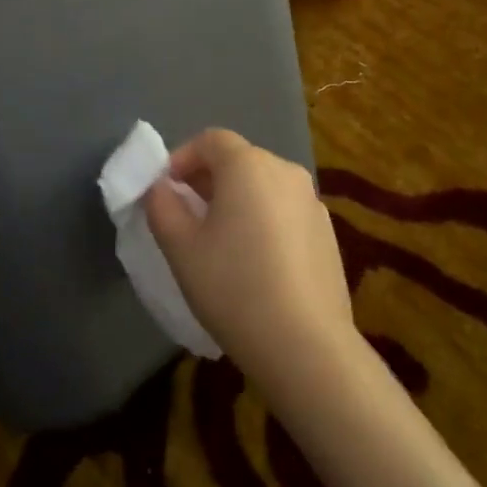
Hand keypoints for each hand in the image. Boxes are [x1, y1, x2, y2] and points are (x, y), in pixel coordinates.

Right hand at [143, 130, 354, 396]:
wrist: (306, 346)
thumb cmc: (234, 288)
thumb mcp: (181, 248)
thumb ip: (162, 207)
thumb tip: (159, 188)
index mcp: (248, 165)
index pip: (210, 140)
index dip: (182, 158)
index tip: (165, 190)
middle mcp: (285, 171)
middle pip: (239, 160)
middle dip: (208, 180)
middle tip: (186, 216)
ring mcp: (312, 202)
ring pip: (263, 186)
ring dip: (237, 200)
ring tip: (218, 241)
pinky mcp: (328, 233)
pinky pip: (285, 211)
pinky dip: (264, 221)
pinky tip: (255, 263)